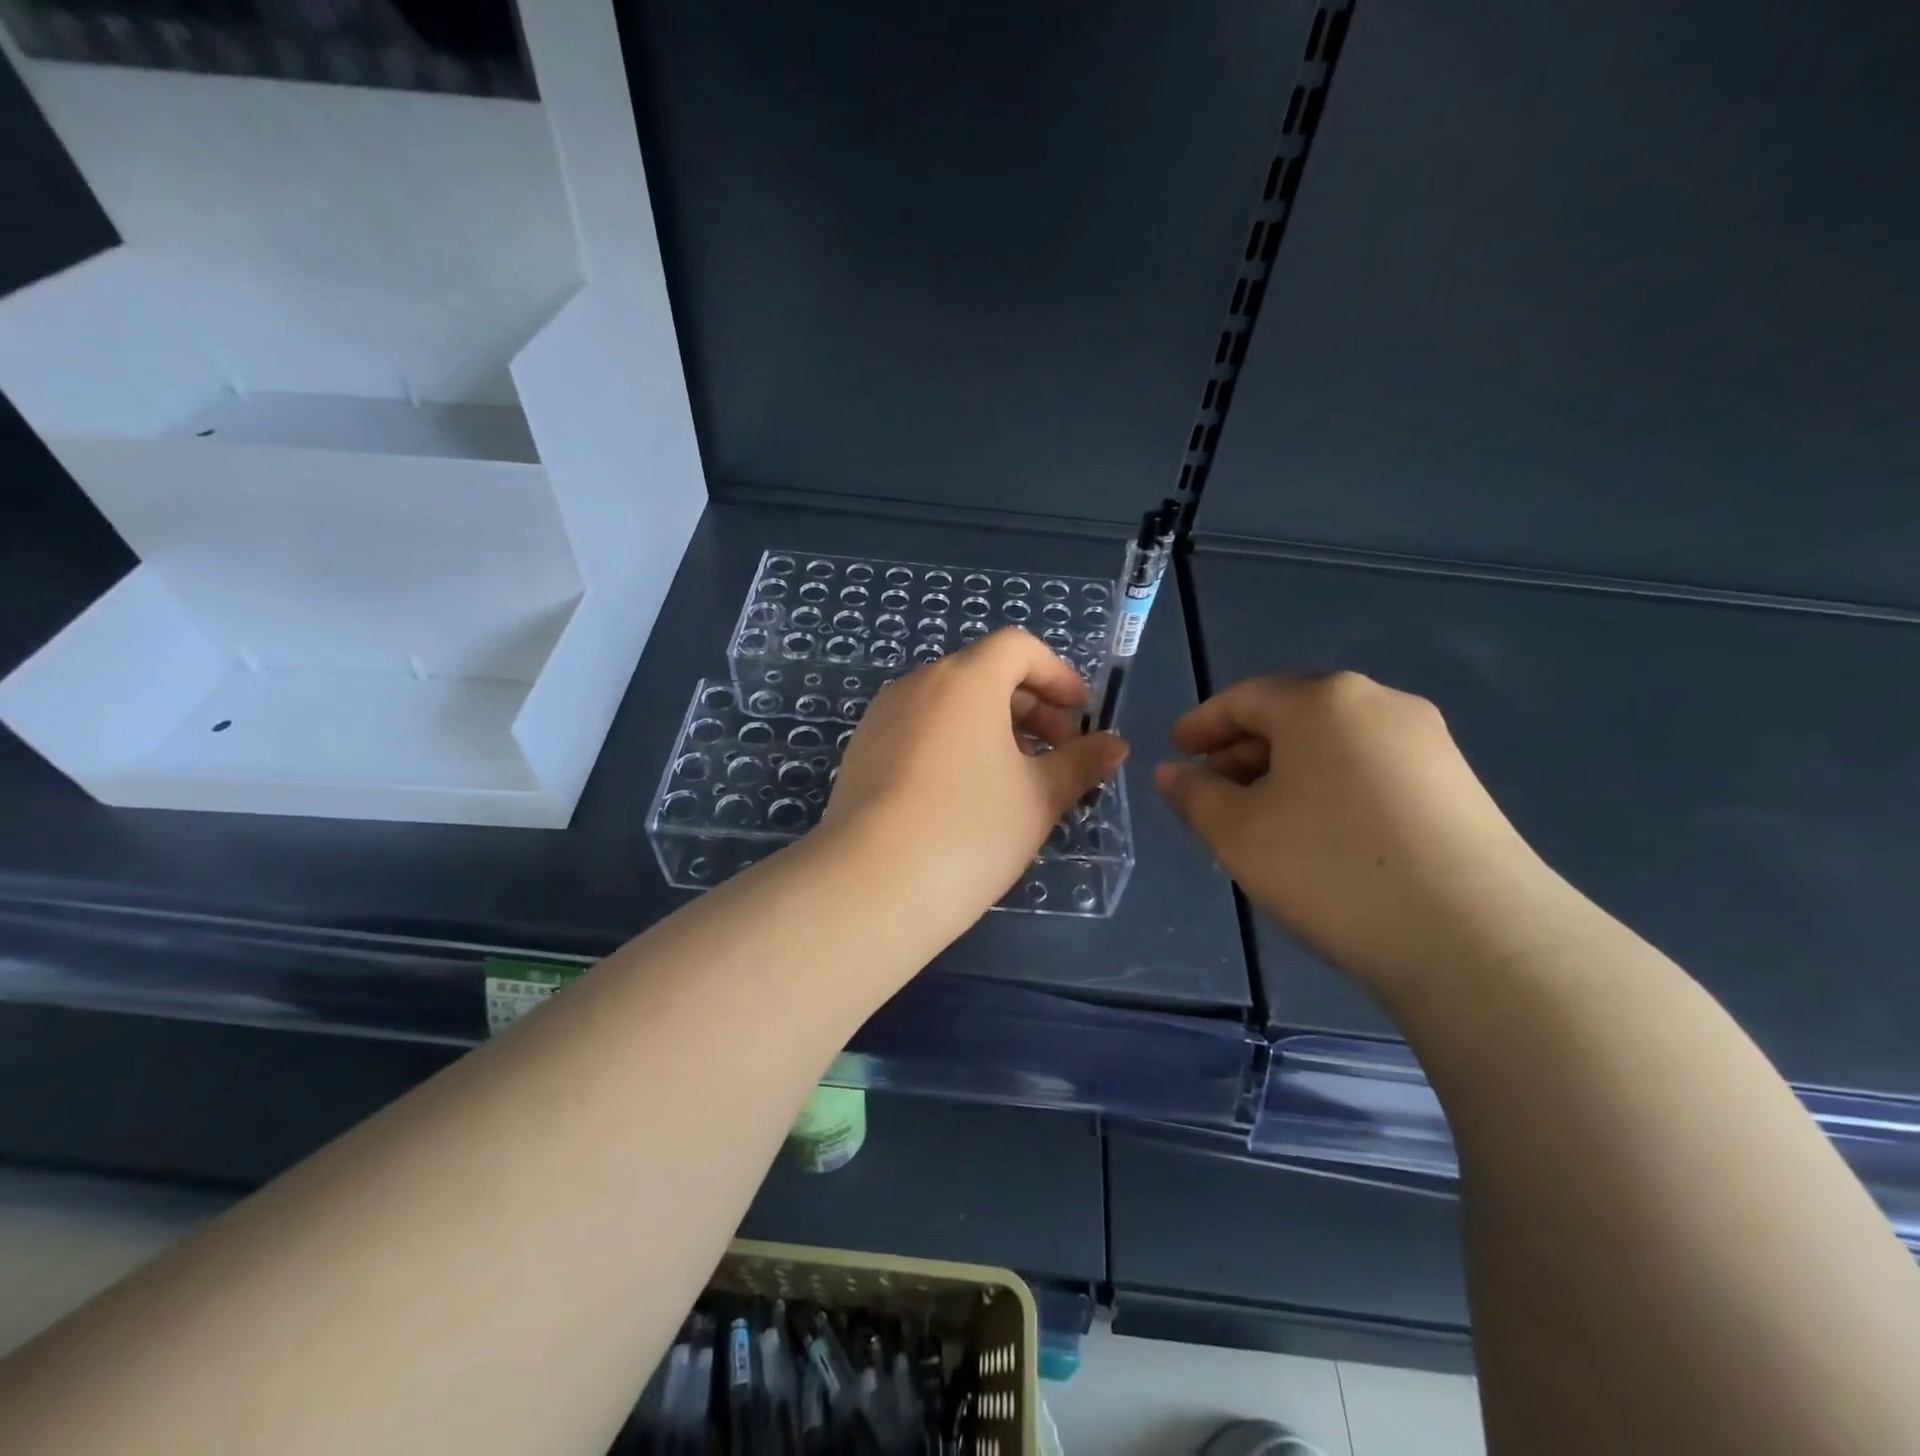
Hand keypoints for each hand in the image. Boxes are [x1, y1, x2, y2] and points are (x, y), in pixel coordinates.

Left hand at [823, 627, 1126, 940]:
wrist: (871, 886)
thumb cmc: (970, 831)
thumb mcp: (1039, 798)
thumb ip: (1081, 763)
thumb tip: (1114, 745)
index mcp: (964, 680)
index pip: (1018, 648)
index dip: (1058, 675)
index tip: (1081, 718)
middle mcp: (917, 684)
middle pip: (983, 673)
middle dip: (1031, 706)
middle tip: (1057, 755)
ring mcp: (882, 717)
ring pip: (950, 704)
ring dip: (993, 728)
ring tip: (1016, 779)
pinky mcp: (861, 751)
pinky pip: (920, 729)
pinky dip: (954, 743)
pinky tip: (965, 795)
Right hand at [1154, 672, 1570, 996]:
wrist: (1479, 940)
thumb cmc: (1331, 869)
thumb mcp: (1237, 833)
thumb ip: (1194, 795)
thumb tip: (1172, 772)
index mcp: (1322, 701)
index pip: (1243, 697)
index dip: (1201, 724)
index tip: (1176, 752)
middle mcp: (1379, 704)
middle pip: (1291, 715)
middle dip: (1242, 750)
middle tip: (1212, 792)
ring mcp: (1427, 743)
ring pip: (1332, 743)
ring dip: (1285, 771)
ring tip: (1261, 819)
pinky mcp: (1458, 785)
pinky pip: (1369, 768)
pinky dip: (1328, 787)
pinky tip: (1319, 834)